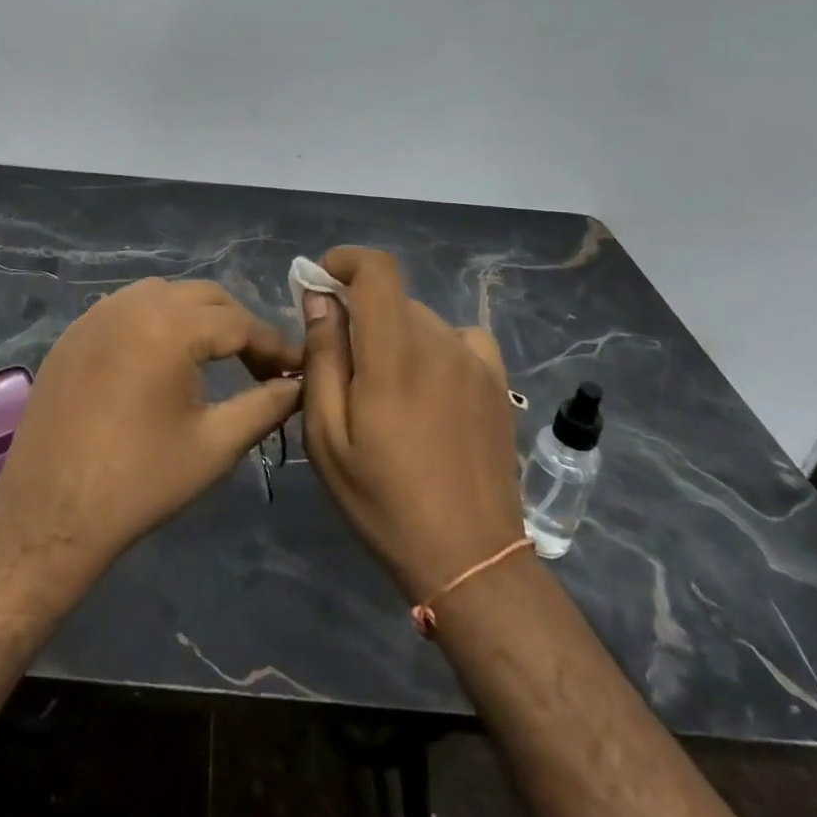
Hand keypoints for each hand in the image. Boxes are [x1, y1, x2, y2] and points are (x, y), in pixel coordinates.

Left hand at [0, 278, 302, 576]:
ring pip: (163, 294)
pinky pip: (126, 308)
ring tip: (215, 356)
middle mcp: (132, 304)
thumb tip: (299, 385)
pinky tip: (162, 358)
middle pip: (204, 297)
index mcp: (170, 326)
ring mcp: (96, 314)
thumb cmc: (139, 482)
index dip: (274, 345)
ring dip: (196, 316)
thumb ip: (265, 406)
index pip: (239, 322)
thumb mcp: (215, 445)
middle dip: (238, 325)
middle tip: (260, 365)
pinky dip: (156, 320)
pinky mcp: (73, 333)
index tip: (297, 370)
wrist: (49, 514)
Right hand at [302, 247, 525, 601]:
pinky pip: (458, 339)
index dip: (346, 260)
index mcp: (394, 355)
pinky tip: (429, 386)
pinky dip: (434, 346)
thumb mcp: (328, 437)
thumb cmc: (384, 500)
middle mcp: (439, 343)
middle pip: (392, 300)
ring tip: (384, 392)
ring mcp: (475, 361)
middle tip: (340, 363)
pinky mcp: (497, 382)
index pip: (377, 270)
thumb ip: (323, 358)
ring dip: (393, 335)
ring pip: (421, 321)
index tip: (320, 280)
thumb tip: (319, 300)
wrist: (469, 556)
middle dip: (359, 313)